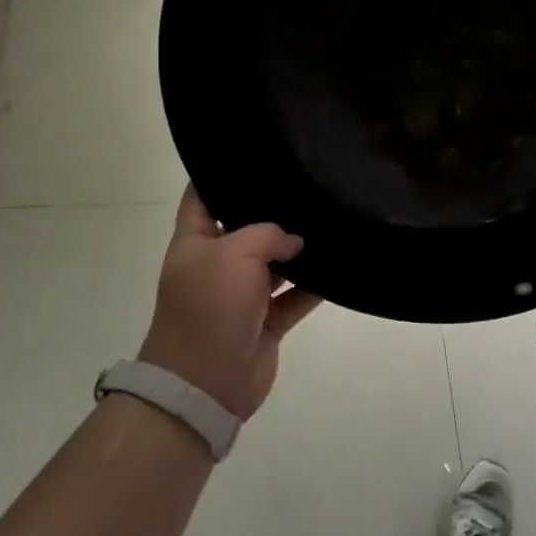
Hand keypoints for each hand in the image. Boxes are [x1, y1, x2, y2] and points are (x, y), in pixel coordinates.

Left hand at [138, 186, 321, 420]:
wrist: (205, 383)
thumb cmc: (210, 307)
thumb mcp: (233, 254)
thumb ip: (268, 235)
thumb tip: (295, 242)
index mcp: (195, 241)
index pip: (202, 196)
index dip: (220, 174)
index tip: (252, 153)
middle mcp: (218, 263)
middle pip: (246, 227)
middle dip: (272, 210)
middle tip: (307, 180)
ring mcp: (242, 294)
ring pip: (275, 263)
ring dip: (299, 249)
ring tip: (331, 217)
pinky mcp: (266, 321)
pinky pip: (295, 297)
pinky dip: (314, 286)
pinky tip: (340, 265)